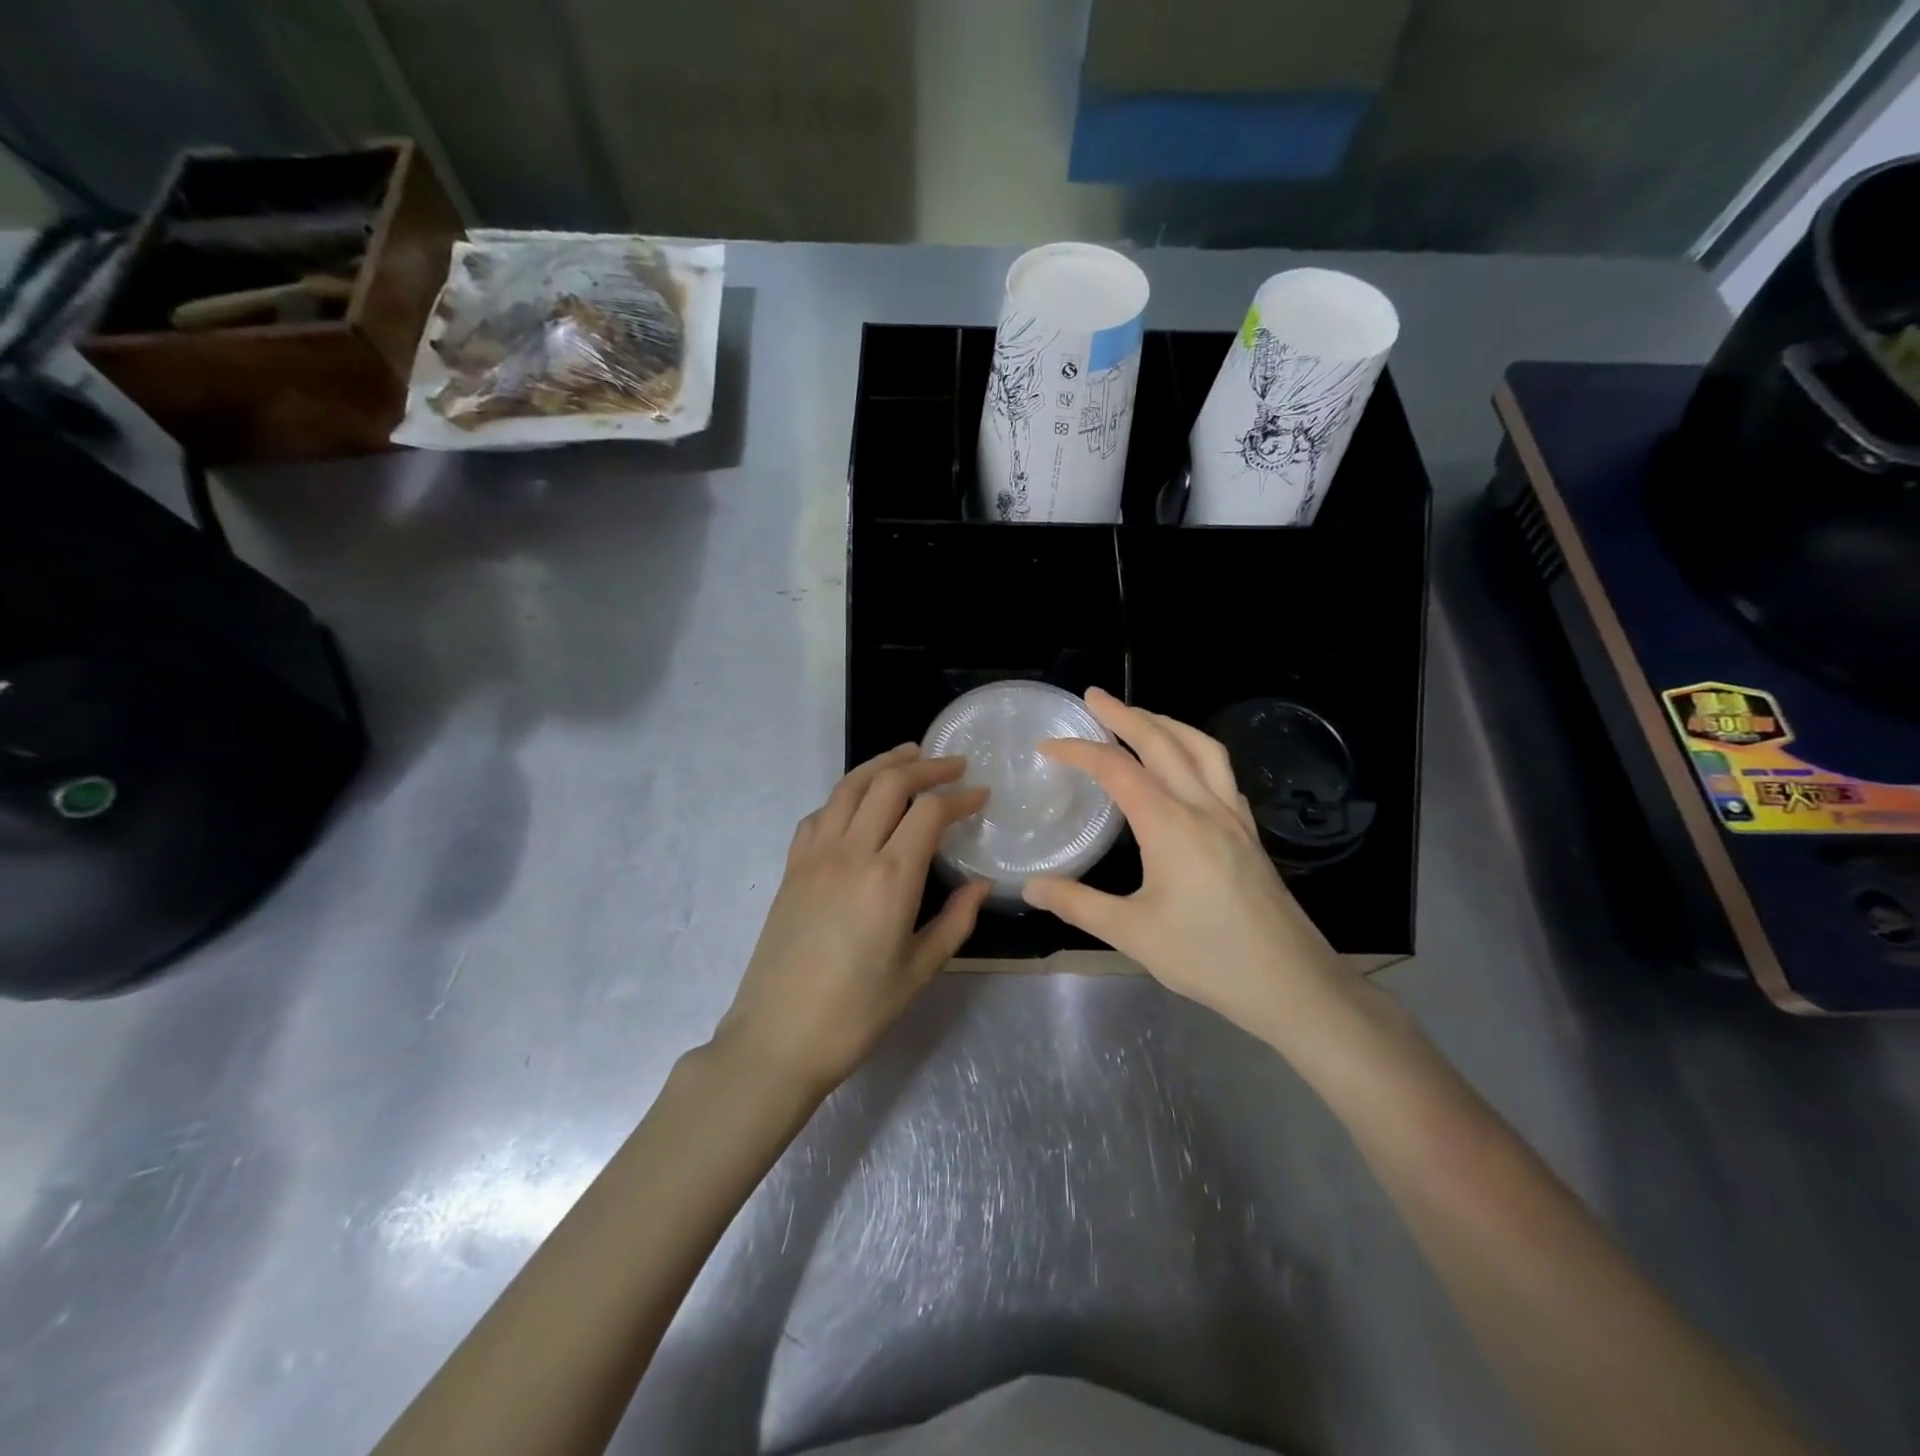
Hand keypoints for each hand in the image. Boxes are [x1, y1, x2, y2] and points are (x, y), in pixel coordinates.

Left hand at [716, 745, 990, 1090]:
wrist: (777, 1038)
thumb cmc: (856, 1012)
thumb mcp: (919, 971)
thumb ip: (955, 920)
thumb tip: (981, 885)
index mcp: (890, 878)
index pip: (929, 812)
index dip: (960, 796)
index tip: (981, 793)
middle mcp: (851, 852)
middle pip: (889, 783)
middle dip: (926, 767)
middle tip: (953, 765)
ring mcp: (815, 855)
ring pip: (850, 787)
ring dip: (883, 764)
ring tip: (909, 756)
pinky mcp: (792, 866)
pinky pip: (820, 813)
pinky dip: (846, 794)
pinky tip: (858, 801)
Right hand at [1022, 688, 1349, 1040]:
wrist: (1291, 984)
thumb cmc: (1207, 957)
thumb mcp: (1131, 933)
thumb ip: (1077, 904)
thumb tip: (1030, 886)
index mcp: (1170, 825)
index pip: (1117, 770)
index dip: (1079, 751)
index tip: (1048, 745)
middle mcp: (1203, 807)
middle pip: (1163, 742)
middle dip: (1125, 714)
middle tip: (1094, 697)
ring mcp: (1233, 817)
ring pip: (1201, 748)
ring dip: (1167, 723)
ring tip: (1140, 716)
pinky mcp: (1249, 832)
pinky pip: (1221, 772)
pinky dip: (1196, 750)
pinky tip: (1187, 764)